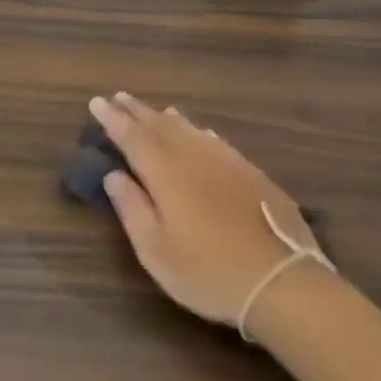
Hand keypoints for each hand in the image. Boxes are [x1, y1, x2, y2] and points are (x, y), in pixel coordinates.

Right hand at [90, 93, 329, 329]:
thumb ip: (132, 209)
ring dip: (168, 118)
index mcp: (166, 175)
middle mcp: (195, 159)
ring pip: (191, 131)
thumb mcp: (156, 251)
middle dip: (137, 112)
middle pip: (161, 127)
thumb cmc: (208, 273)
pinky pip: (217, 142)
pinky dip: (200, 132)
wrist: (283, 283)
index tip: (97, 102)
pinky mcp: (252, 175)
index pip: (133, 138)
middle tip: (119, 97)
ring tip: (155, 109)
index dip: (113, 120)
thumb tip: (114, 175)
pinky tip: (201, 133)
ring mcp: (228, 164)